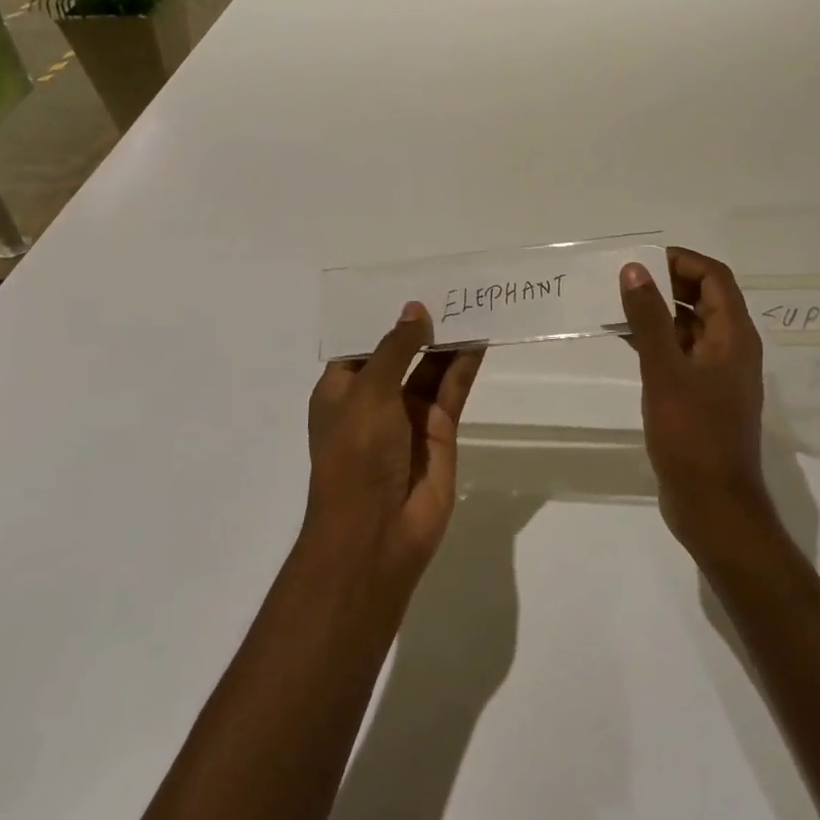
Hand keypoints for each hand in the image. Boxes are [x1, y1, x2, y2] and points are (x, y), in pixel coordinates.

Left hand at [305, 302, 484, 594]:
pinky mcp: (439, 433)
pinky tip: (478, 339)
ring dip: (446, 343)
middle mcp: (373, 401)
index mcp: (341, 391)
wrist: (377, 531)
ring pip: (430, 370)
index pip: (361, 345)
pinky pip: (451, 391)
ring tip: (469, 306)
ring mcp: (408, 418)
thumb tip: (415, 311)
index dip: (382, 318)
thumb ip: (396, 349)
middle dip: (420, 327)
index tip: (408, 288)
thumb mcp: (369, 392)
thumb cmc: (356, 454)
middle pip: (400, 355)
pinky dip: (463, 366)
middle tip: (448, 290)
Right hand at [619, 248, 777, 555]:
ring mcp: (716, 376)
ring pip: (688, 328)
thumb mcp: (666, 372)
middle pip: (703, 299)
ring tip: (616, 306)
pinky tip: (624, 342)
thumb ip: (649, 319)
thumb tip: (634, 269)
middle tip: (623, 280)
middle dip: (666, 284)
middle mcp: (730, 350)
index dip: (682, 261)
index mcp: (734, 337)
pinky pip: (679, 355)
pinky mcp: (700, 398)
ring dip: (657, 314)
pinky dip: (655, 342)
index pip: (715, 278)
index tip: (642, 260)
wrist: (713, 506)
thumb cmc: (693, 436)